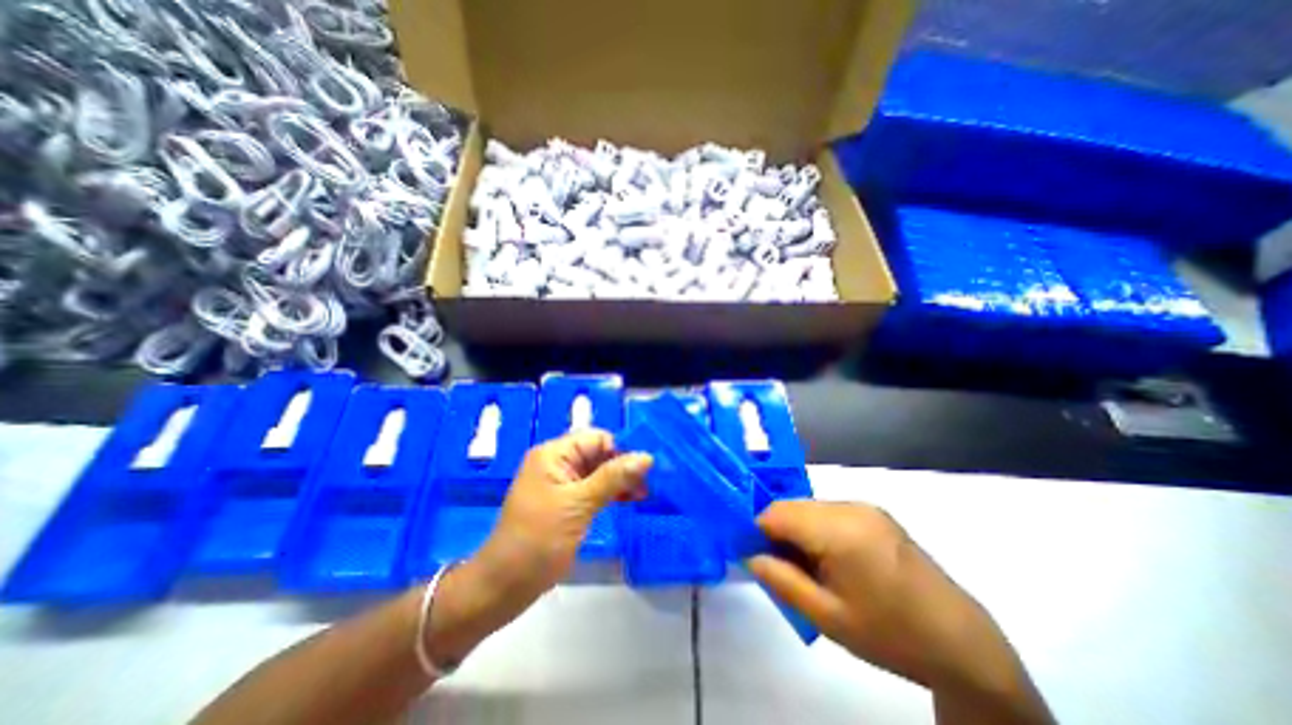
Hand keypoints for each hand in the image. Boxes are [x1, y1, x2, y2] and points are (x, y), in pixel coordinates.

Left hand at [424, 433, 652, 664]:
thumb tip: (646, 456)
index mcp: (554, 454)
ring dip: (620, 480)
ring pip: (598, 472)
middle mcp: (558, 462)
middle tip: (649, 485)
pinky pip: (593, 488)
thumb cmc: (538, 540)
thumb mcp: (579, 505)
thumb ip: (613, 477)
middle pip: (599, 454)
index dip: (621, 449)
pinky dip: (610, 493)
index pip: (596, 438)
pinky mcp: (565, 502)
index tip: (646, 469)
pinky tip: (628, 501)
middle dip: (624, 466)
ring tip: (643, 495)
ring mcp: (561, 484)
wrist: (504, 586)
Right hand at [747, 504, 1031, 697]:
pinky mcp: (874, 512)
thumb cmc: (889, 633)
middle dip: (777, 531)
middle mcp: (849, 507)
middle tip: (780, 566)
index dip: (757, 530)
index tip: (754, 555)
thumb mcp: (827, 617)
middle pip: (792, 506)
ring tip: (807, 566)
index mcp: (839, 530)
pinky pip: (828, 511)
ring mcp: (864, 507)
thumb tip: (748, 556)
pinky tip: (830, 558)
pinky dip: (816, 528)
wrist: (961, 641)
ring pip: (808, 507)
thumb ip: (781, 581)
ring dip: (796, 529)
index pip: (776, 512)